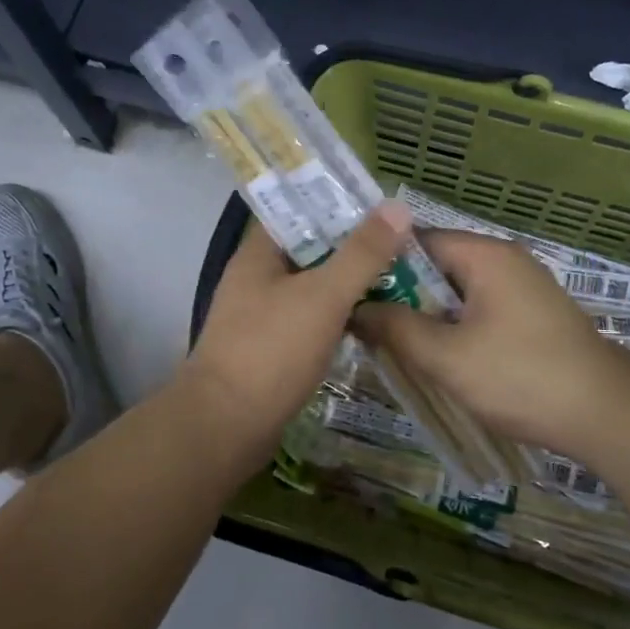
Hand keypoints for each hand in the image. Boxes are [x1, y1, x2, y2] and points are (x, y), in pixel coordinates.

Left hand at [182, 202, 412, 448]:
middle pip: (311, 248)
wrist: (227, 426)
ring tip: (398, 275)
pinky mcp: (272, 348)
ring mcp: (263, 315)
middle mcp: (257, 278)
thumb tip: (397, 206)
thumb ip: (362, 253)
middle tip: (402, 242)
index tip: (382, 205)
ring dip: (348, 282)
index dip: (339, 202)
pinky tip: (370, 318)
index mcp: (259, 254)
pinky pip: (311, 319)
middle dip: (353, 245)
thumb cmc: (271, 350)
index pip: (299, 209)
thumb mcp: (323, 296)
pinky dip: (338, 315)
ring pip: (313, 286)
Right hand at [353, 230, 629, 456]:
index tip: (348, 290)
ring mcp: (523, 289)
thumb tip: (355, 308)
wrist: (606, 415)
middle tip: (361, 323)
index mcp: (485, 255)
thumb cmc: (521, 377)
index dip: (379, 263)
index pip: (416, 241)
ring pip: (456, 292)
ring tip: (388, 342)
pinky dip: (453, 327)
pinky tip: (434, 355)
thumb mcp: (447, 356)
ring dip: (426, 314)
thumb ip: (396, 328)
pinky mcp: (532, 316)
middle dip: (400, 293)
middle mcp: (505, 261)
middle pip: (437, 266)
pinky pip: (478, 310)